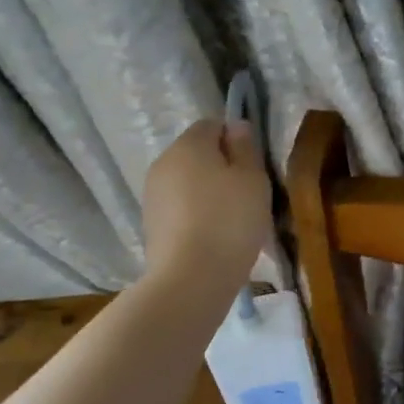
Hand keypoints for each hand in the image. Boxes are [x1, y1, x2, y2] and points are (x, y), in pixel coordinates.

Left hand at [142, 118, 271, 288]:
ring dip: (208, 192)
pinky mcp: (150, 224)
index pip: (212, 124)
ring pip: (187, 182)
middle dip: (221, 166)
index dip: (235, 139)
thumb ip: (245, 147)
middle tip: (247, 194)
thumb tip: (236, 125)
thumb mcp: (252, 179)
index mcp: (188, 145)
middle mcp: (163, 163)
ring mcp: (152, 195)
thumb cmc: (230, 221)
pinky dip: (196, 215)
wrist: (190, 279)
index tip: (253, 166)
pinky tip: (213, 237)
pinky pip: (180, 207)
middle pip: (197, 153)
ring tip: (232, 220)